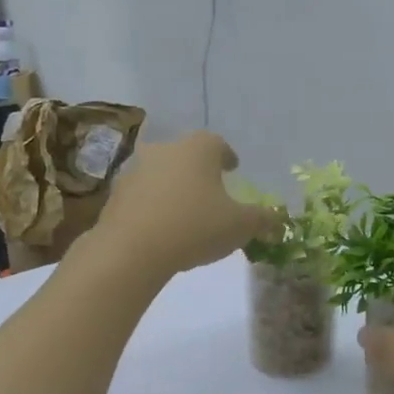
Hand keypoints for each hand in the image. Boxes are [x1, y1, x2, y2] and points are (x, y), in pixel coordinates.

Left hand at [94, 132, 283, 278]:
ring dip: (172, 187)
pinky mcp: (115, 195)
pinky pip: (141, 196)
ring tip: (184, 211)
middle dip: (198, 171)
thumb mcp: (240, 226)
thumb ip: (262, 219)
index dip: (227, 156)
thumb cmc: (195, 227)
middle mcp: (165, 150)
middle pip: (185, 155)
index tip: (233, 169)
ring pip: (160, 173)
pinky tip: (159, 227)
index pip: (217, 143)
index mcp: (198, 149)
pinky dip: (151, 206)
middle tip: (209, 190)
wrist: (132, 249)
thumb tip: (278, 218)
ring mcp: (135, 170)